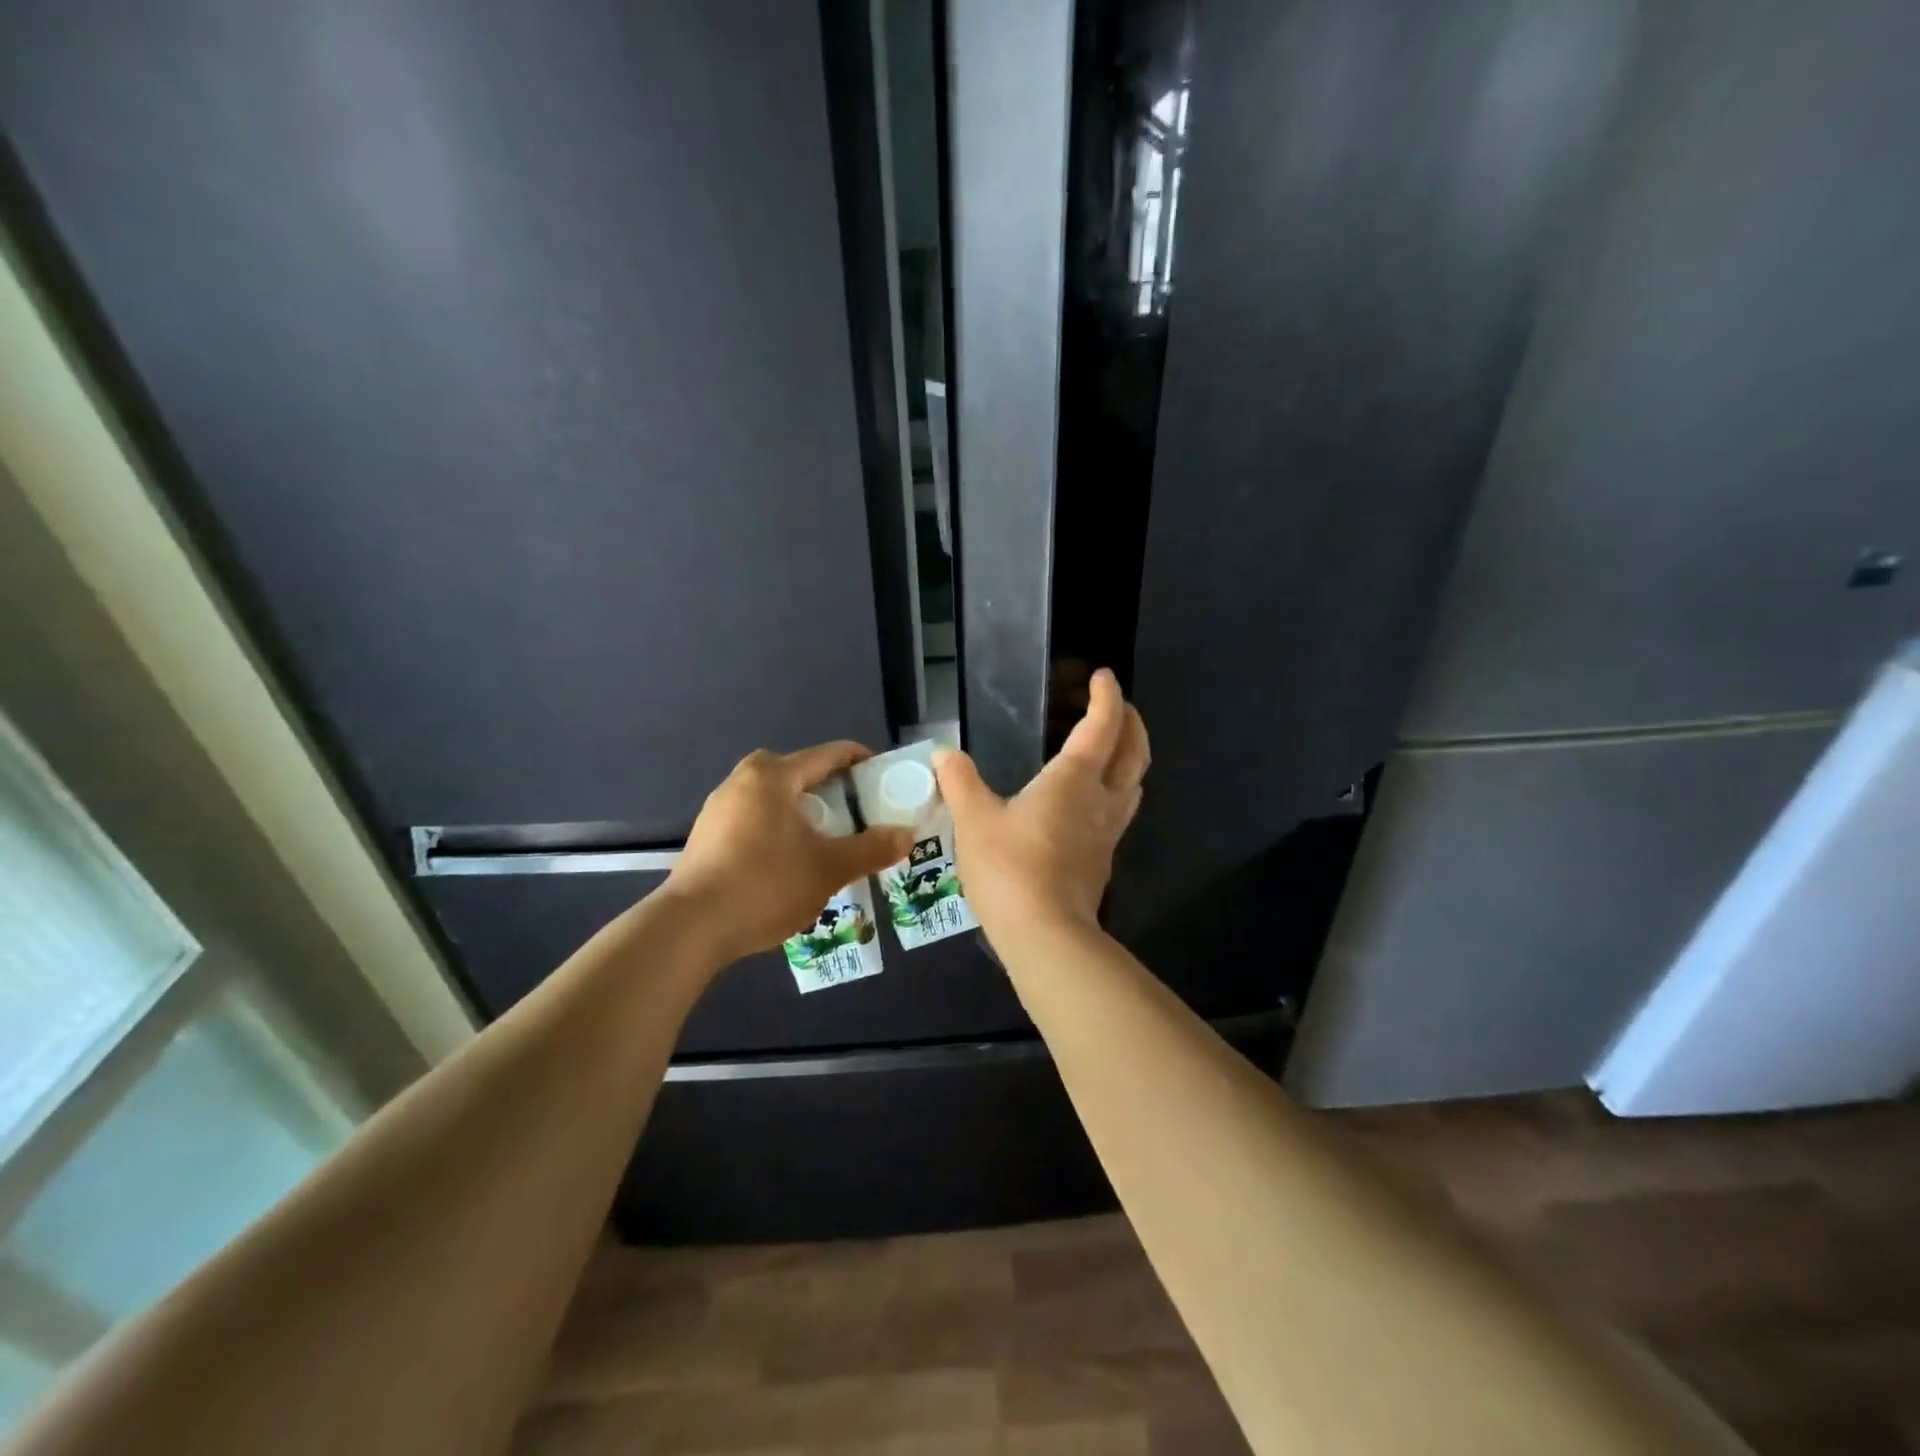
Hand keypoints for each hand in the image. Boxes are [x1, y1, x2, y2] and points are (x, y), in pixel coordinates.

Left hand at [665, 743, 912, 963]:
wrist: (691, 927)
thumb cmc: (766, 884)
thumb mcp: (829, 869)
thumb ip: (871, 849)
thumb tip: (907, 834)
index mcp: (774, 777)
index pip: (827, 755)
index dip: (859, 761)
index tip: (883, 776)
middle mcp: (742, 781)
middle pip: (795, 771)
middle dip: (827, 786)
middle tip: (852, 811)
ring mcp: (718, 808)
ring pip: (771, 796)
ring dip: (799, 808)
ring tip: (824, 837)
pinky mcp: (705, 836)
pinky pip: (752, 818)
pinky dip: (775, 827)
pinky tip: (786, 859)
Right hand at [933, 668, 1149, 936]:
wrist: (1045, 936)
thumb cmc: (1010, 868)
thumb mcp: (974, 820)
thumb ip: (960, 782)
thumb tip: (944, 753)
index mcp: (1074, 779)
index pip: (1102, 726)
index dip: (1107, 697)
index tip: (1103, 676)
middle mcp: (1101, 800)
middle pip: (1134, 753)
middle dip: (1132, 724)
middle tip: (1120, 708)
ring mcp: (1108, 833)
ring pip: (1134, 784)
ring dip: (1130, 759)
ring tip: (1113, 750)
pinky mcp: (1103, 861)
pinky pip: (1121, 812)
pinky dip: (1117, 791)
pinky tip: (1093, 803)